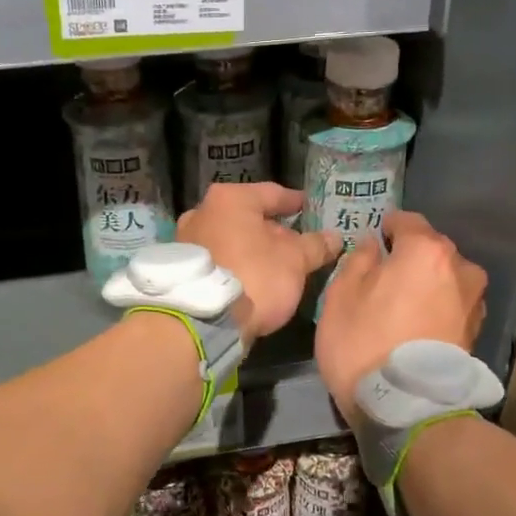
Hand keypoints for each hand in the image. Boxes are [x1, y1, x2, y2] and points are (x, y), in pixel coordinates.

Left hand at [177, 183, 340, 343]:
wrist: (203, 321)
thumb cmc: (254, 277)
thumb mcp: (295, 261)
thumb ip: (315, 245)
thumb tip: (334, 237)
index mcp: (230, 199)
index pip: (272, 193)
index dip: (295, 202)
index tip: (310, 209)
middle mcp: (202, 212)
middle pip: (248, 217)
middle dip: (273, 230)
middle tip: (296, 244)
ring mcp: (186, 241)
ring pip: (231, 239)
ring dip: (253, 249)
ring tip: (276, 265)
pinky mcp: (182, 270)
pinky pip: (218, 259)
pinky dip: (236, 264)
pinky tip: (252, 279)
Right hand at [316, 211, 487, 423]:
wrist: (405, 407)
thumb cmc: (363, 343)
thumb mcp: (341, 297)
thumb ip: (357, 261)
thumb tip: (372, 245)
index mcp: (426, 251)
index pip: (407, 221)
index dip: (387, 227)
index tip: (373, 240)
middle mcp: (459, 268)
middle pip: (430, 250)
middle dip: (408, 258)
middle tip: (382, 277)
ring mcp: (474, 301)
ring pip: (445, 279)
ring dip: (426, 285)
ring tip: (400, 307)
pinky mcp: (476, 332)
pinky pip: (452, 306)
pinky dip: (437, 309)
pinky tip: (416, 328)